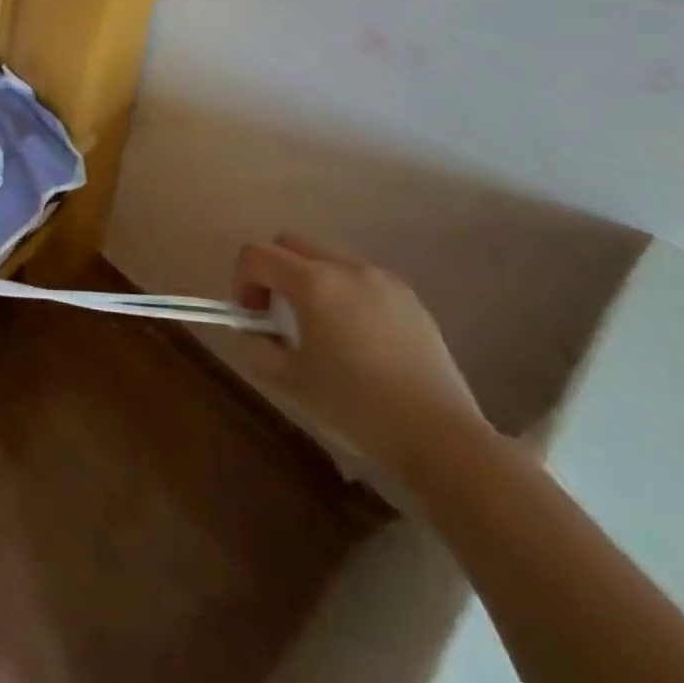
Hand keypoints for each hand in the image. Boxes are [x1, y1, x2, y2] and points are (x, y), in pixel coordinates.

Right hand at [233, 234, 487, 484]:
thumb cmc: (357, 408)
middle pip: (290, 244)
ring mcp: (383, 280)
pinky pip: (360, 279)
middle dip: (273, 273)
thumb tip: (251, 331)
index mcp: (315, 283)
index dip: (242, 280)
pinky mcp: (410, 298)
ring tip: (320, 330)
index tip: (252, 318)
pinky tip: (357, 340)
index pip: (256, 254)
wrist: (442, 438)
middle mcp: (347, 268)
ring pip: (326, 259)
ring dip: (308, 282)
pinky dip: (343, 294)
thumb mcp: (289, 382)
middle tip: (277, 317)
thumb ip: (256, 347)